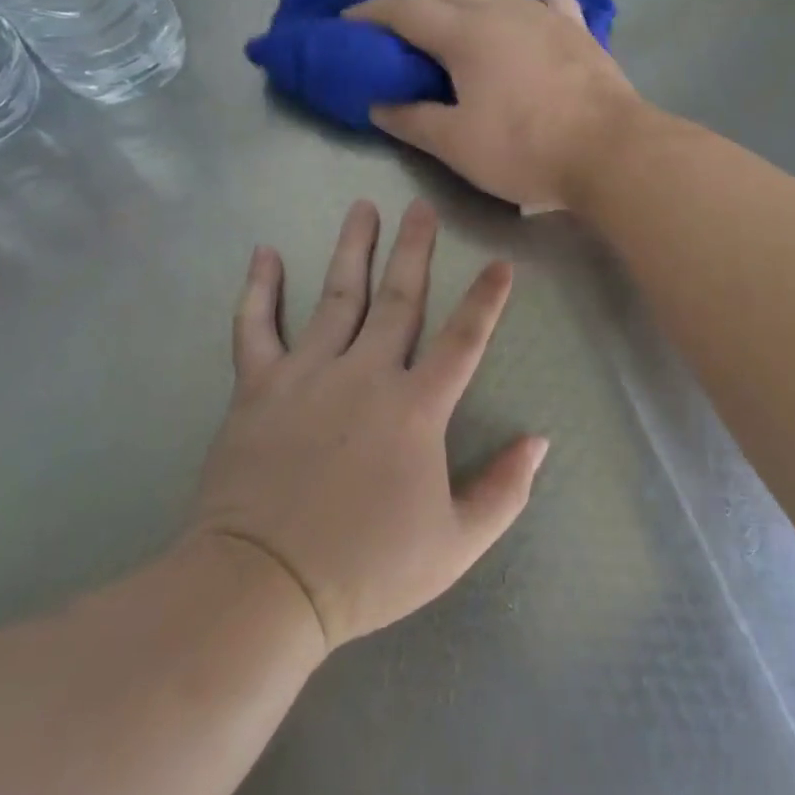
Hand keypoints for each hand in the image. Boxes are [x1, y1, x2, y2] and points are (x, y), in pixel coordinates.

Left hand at [187, 198, 548, 649]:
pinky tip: (265, 254)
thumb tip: (540, 441)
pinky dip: (259, 289)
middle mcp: (365, 374)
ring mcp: (308, 374)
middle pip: (399, 298)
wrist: (264, 586)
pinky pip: (255, 327)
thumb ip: (504, 491)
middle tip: (421, 207)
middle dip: (415, 249)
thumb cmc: (366, 569)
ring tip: (363, 207)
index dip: (486, 300)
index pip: (463, 340)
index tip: (500, 262)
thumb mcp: (455, 545)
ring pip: (336, 296)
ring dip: (352, 248)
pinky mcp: (258, 387)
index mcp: (416, 408)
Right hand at [344, 0, 642, 209]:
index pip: (405, 11)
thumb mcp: (457, 144)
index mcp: (464, 35)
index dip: (371, 11)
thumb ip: (413, 121)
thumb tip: (378, 106)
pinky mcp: (571, 25)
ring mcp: (538, 12)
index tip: (345, 18)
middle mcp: (498, 10)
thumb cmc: (527, 149)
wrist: (609, 149)